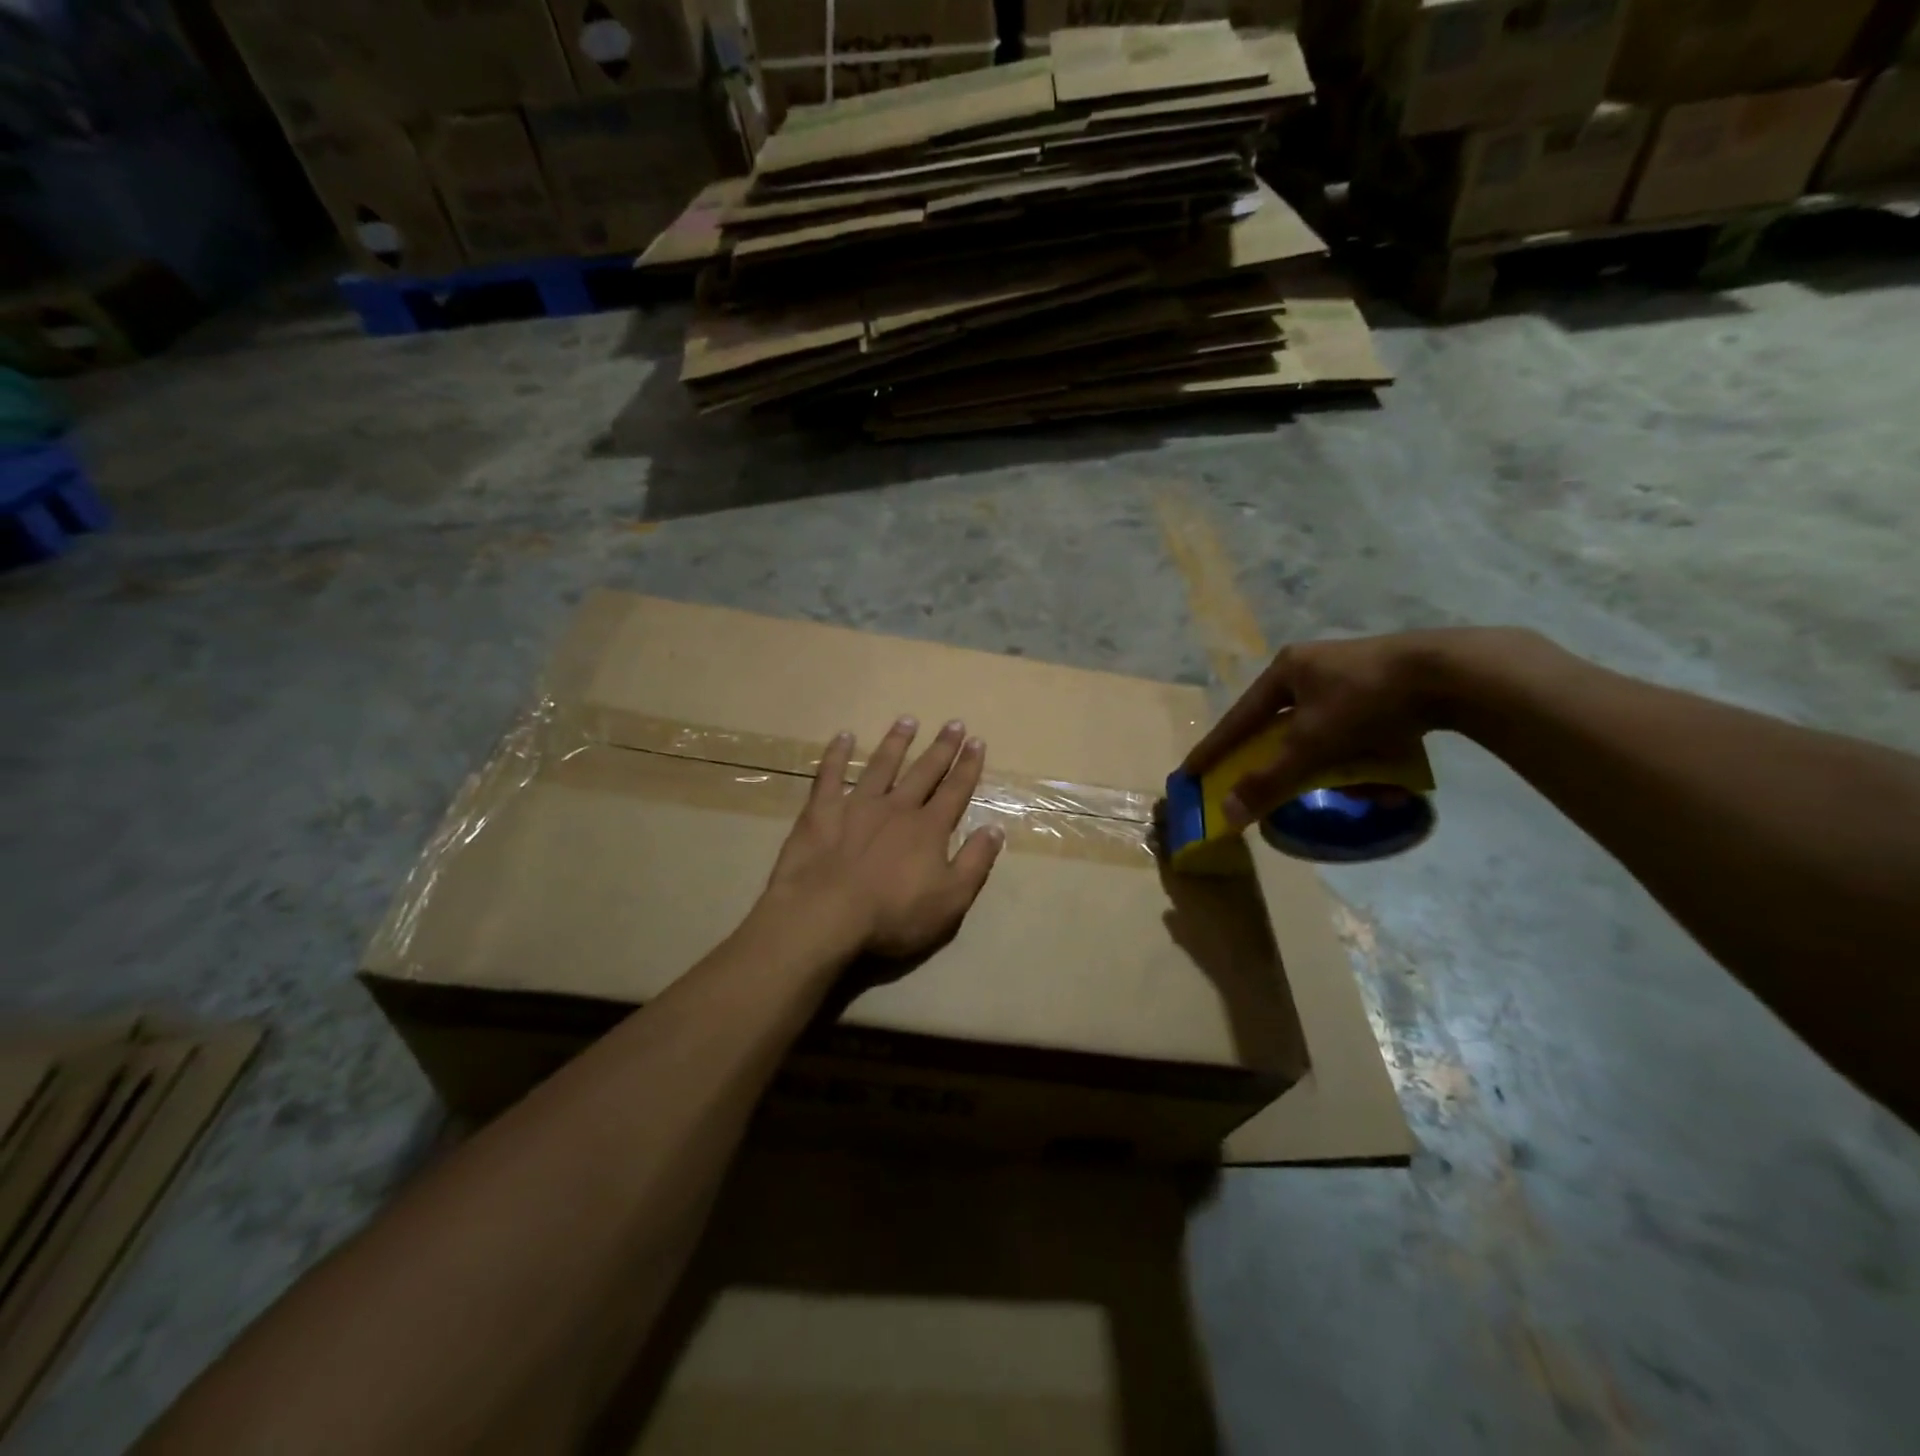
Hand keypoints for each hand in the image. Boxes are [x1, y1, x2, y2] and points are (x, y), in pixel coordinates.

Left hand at [764, 716, 1005, 960]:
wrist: (826, 915)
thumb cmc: (893, 915)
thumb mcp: (950, 899)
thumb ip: (974, 862)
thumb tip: (995, 828)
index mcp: (928, 829)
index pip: (955, 791)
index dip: (968, 767)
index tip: (977, 742)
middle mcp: (897, 807)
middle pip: (923, 771)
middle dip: (941, 748)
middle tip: (953, 723)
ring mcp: (857, 805)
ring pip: (881, 765)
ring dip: (896, 742)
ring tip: (907, 720)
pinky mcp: (821, 811)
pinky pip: (830, 774)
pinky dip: (837, 754)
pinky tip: (843, 736)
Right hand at [1183, 628, 1536, 826]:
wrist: (1453, 672)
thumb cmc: (1367, 700)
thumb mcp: (1313, 743)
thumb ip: (1270, 779)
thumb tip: (1227, 813)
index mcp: (1287, 670)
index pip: (1239, 718)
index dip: (1215, 747)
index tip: (1191, 771)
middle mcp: (1313, 667)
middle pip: (1280, 722)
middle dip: (1276, 756)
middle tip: (1261, 780)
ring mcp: (1352, 674)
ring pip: (1321, 727)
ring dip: (1324, 760)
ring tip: (1330, 785)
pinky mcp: (1387, 687)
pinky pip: (1357, 728)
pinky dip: (1359, 755)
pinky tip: (1375, 778)